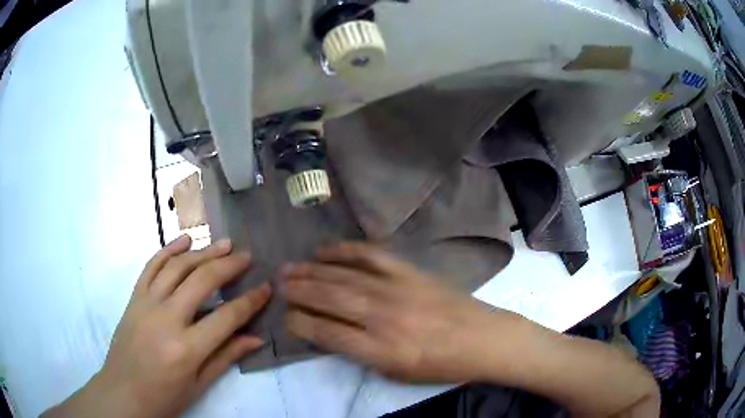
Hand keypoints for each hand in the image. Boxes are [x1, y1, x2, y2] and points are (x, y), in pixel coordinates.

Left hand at [44, 235, 270, 417]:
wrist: (123, 393)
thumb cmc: (164, 397)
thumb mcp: (199, 385)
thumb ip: (226, 357)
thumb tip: (256, 338)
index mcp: (186, 348)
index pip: (226, 317)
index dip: (251, 301)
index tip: (266, 287)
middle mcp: (166, 319)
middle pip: (202, 281)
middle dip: (229, 266)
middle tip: (247, 256)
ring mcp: (146, 303)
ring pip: (177, 267)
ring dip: (203, 251)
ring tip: (224, 243)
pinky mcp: (134, 298)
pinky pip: (151, 266)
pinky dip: (168, 249)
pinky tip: (184, 240)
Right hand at [285, 243, 509, 381]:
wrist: (483, 339)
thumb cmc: (442, 365)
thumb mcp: (398, 373)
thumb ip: (362, 355)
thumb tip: (331, 334)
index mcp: (381, 350)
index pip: (327, 334)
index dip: (301, 324)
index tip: (286, 317)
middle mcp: (383, 317)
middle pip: (329, 299)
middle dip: (298, 291)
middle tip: (277, 285)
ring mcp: (397, 289)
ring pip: (344, 276)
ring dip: (312, 271)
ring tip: (290, 267)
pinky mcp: (410, 272)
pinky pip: (372, 256)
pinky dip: (346, 250)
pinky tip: (326, 250)